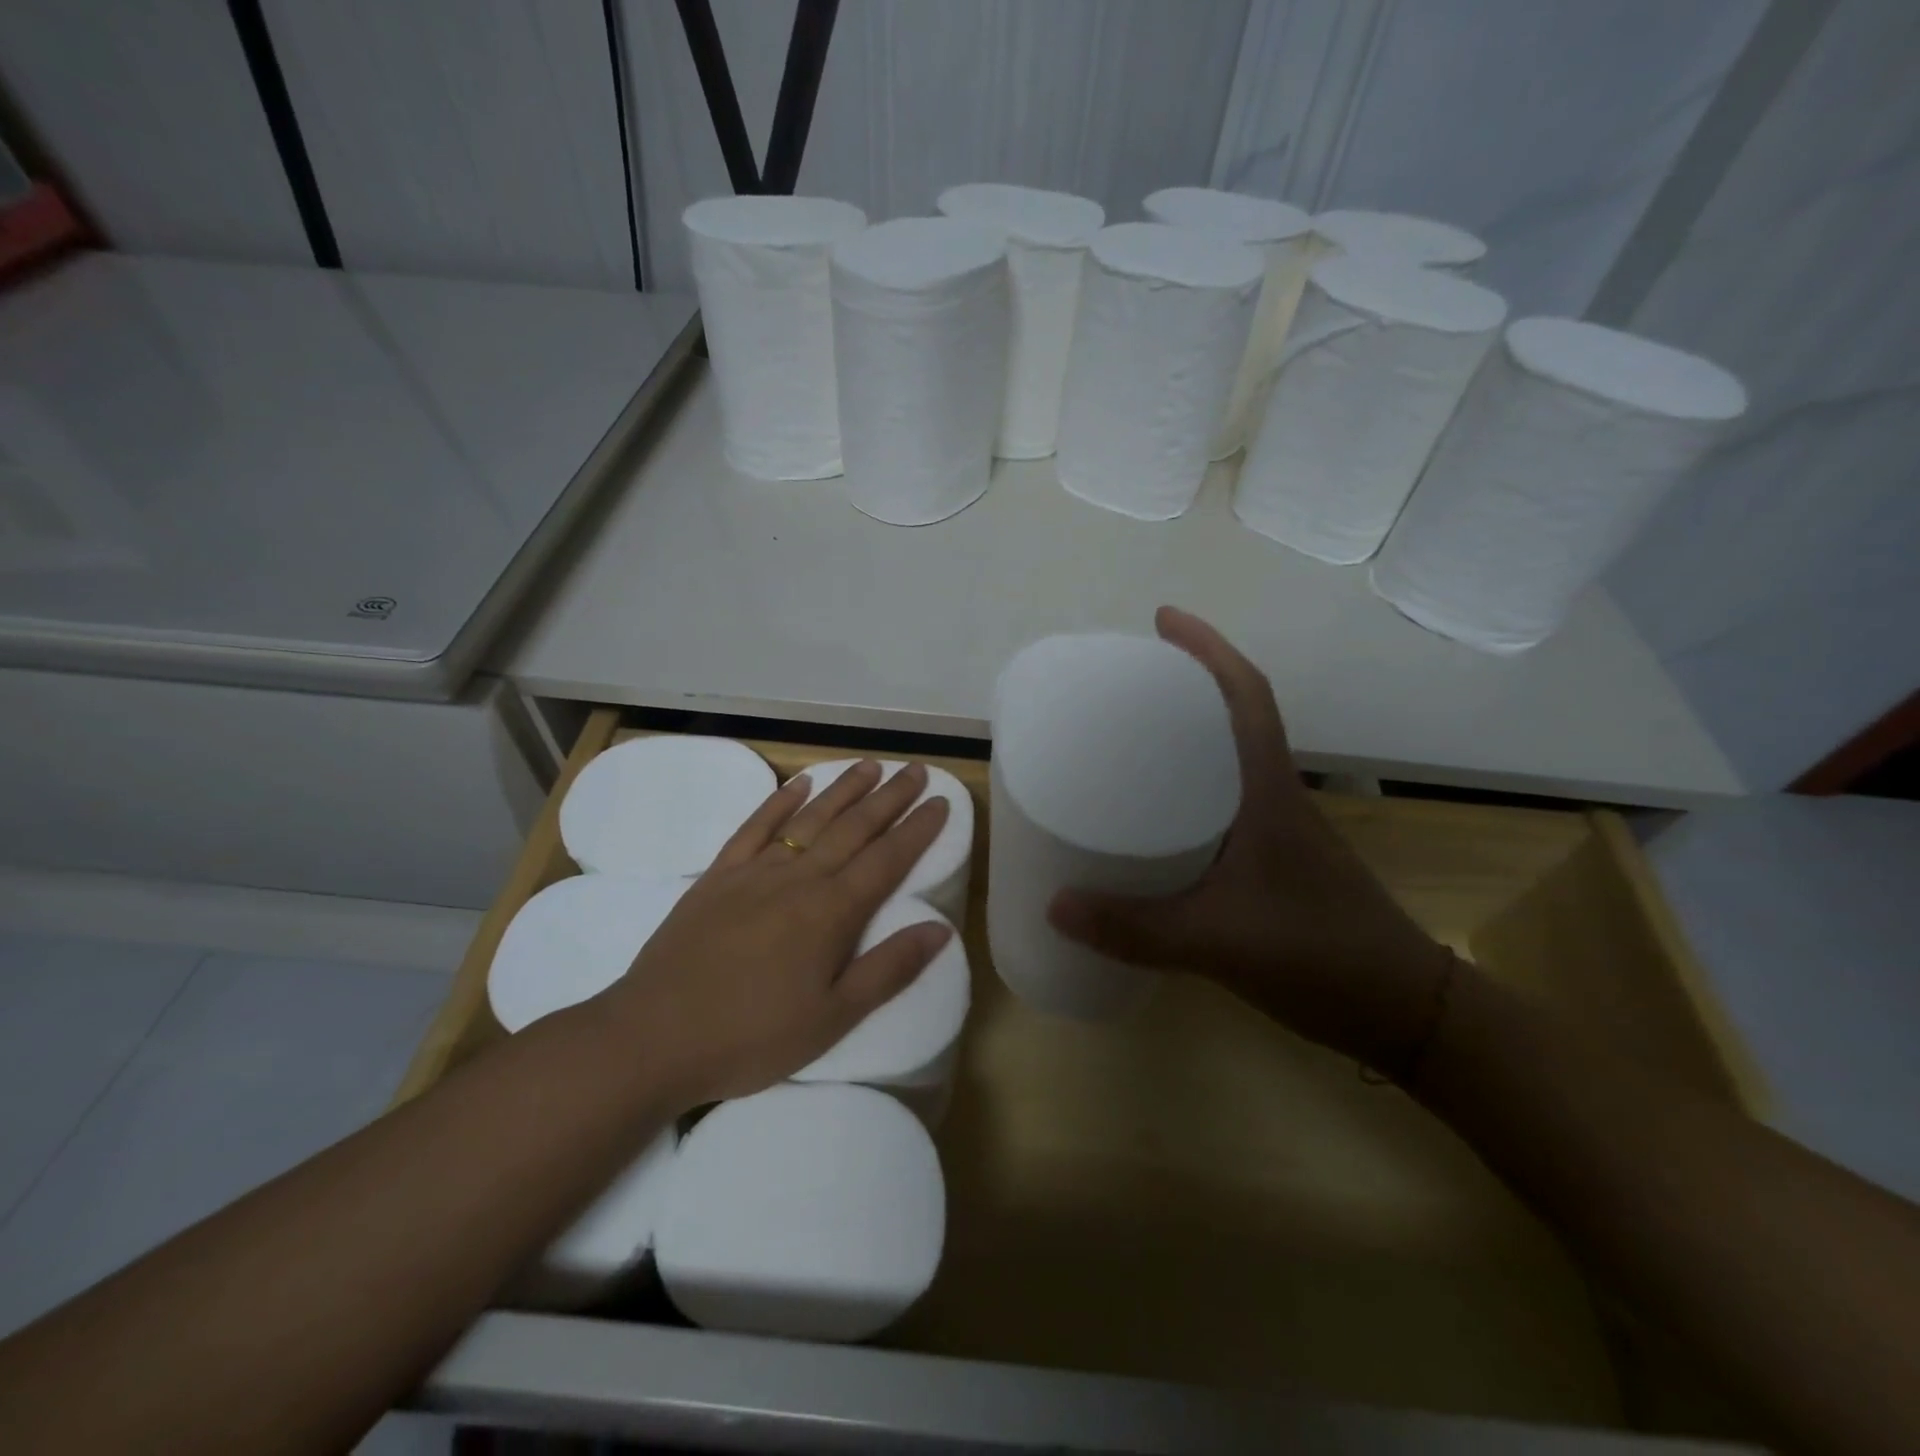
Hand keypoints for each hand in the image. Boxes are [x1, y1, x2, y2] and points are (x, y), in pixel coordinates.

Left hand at [598, 760, 952, 1107]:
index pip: (887, 859)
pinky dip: (780, 800)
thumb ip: (888, 969)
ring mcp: (755, 871)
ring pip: (810, 818)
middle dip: (890, 797)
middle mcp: (799, 878)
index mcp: (832, 912)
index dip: (918, 830)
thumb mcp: (832, 1018)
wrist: (654, 1036)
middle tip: (916, 770)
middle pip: (854, 828)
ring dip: (843, 789)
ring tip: (871, 766)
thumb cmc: (751, 1036)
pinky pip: (755, 826)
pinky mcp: (719, 875)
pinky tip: (799, 783)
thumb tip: (940, 929)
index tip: (942, 802)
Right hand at [1048, 606, 1453, 1069]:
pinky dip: (1185, 791)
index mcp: (1268, 792)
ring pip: (1226, 761)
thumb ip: (1134, 928)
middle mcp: (1273, 797)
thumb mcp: (1218, 943)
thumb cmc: (1321, 958)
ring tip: (1123, 739)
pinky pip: (1220, 804)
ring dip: (1184, 737)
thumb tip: (1054, 904)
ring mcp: (1277, 829)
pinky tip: (1149, 819)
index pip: (1246, 697)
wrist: (1404, 1012)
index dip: (1207, 649)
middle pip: (1231, 717)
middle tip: (1120, 684)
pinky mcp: (1271, 860)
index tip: (1162, 620)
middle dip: (1183, 685)